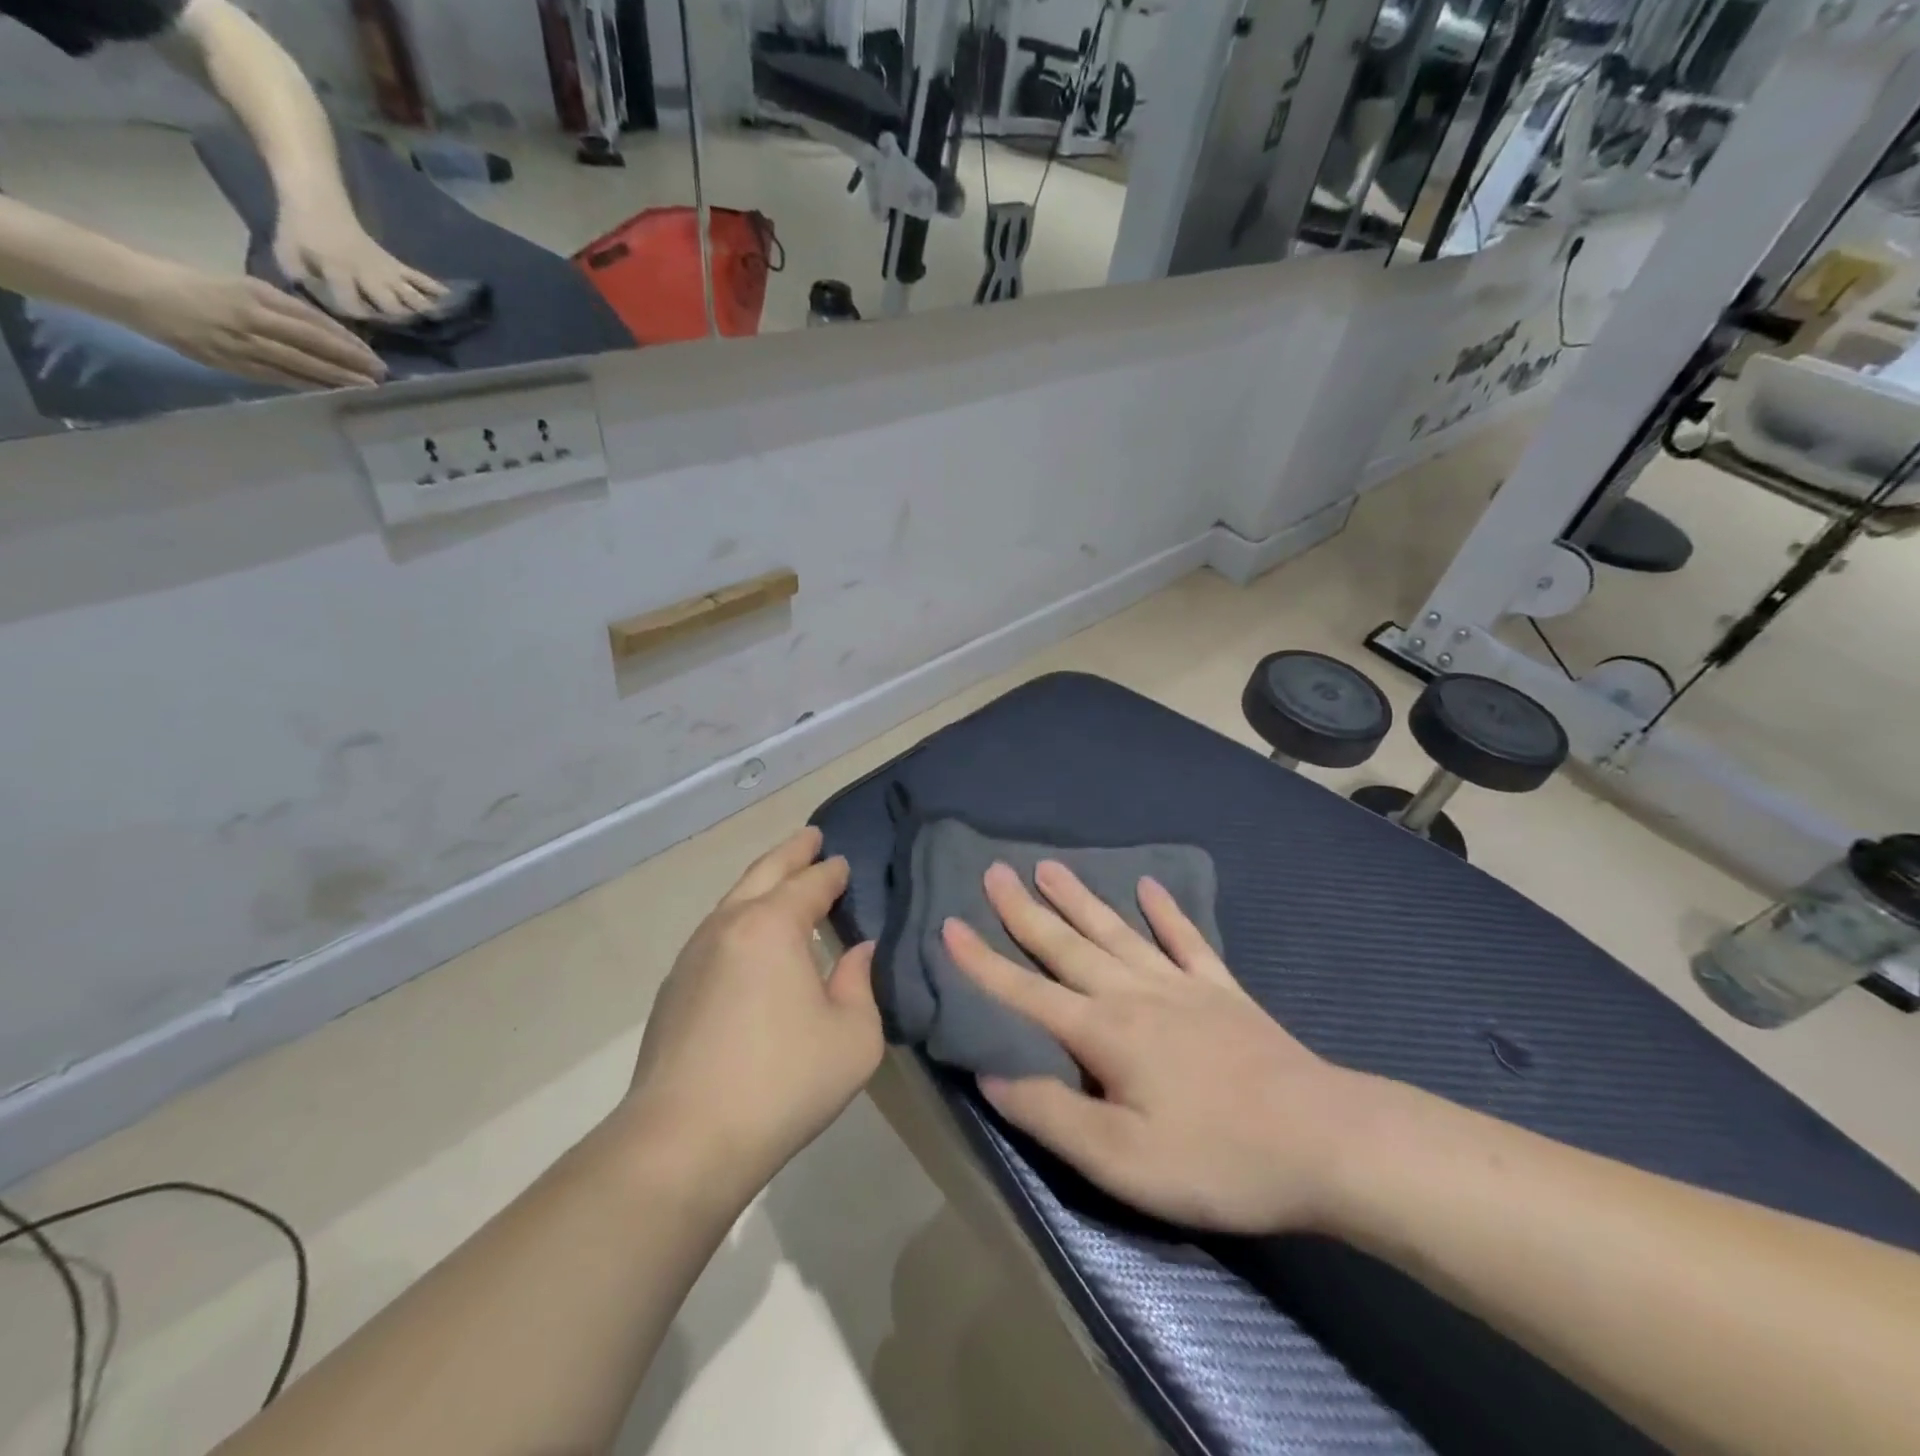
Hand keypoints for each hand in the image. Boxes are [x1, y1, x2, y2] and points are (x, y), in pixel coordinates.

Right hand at [130, 266, 385, 387]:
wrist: (139, 292)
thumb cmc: (199, 285)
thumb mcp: (245, 286)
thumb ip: (285, 309)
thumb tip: (330, 332)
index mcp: (256, 296)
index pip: (313, 322)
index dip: (346, 341)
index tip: (372, 355)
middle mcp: (252, 320)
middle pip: (313, 346)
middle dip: (350, 362)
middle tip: (381, 375)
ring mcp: (242, 345)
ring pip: (300, 365)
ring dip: (336, 378)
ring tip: (366, 386)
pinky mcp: (232, 364)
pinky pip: (279, 377)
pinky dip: (308, 384)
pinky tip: (331, 391)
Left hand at [273, 206, 444, 318]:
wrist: (317, 200)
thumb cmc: (299, 231)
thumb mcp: (286, 253)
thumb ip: (299, 279)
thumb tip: (316, 303)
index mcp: (337, 270)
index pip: (350, 302)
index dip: (358, 319)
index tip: (365, 334)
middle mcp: (366, 274)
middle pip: (390, 304)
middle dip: (401, 322)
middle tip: (414, 339)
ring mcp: (385, 269)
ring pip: (409, 294)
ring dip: (425, 311)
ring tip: (442, 327)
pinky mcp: (396, 265)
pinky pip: (419, 278)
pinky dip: (435, 289)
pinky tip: (451, 301)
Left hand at [619, 828, 882, 1202]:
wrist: (683, 1141)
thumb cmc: (783, 1081)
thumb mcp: (853, 1037)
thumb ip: (860, 985)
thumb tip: (858, 953)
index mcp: (772, 926)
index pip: (809, 884)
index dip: (830, 872)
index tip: (843, 863)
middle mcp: (728, 927)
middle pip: (763, 874)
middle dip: (791, 853)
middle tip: (810, 838)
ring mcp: (693, 957)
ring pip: (732, 902)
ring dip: (761, 884)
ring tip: (781, 881)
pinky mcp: (673, 990)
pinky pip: (715, 934)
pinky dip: (740, 919)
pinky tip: (750, 941)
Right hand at [946, 860, 1378, 1234]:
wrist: (1326, 1142)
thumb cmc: (1217, 1157)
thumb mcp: (1121, 1160)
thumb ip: (1050, 1115)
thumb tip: (988, 1076)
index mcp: (1103, 1032)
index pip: (1026, 991)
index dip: (982, 961)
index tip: (950, 924)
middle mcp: (1134, 993)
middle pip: (1067, 945)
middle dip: (1024, 910)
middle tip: (995, 870)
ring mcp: (1182, 986)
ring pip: (1116, 931)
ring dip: (1079, 899)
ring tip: (1049, 866)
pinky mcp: (1223, 992)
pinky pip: (1186, 940)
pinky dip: (1166, 912)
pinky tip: (1149, 887)